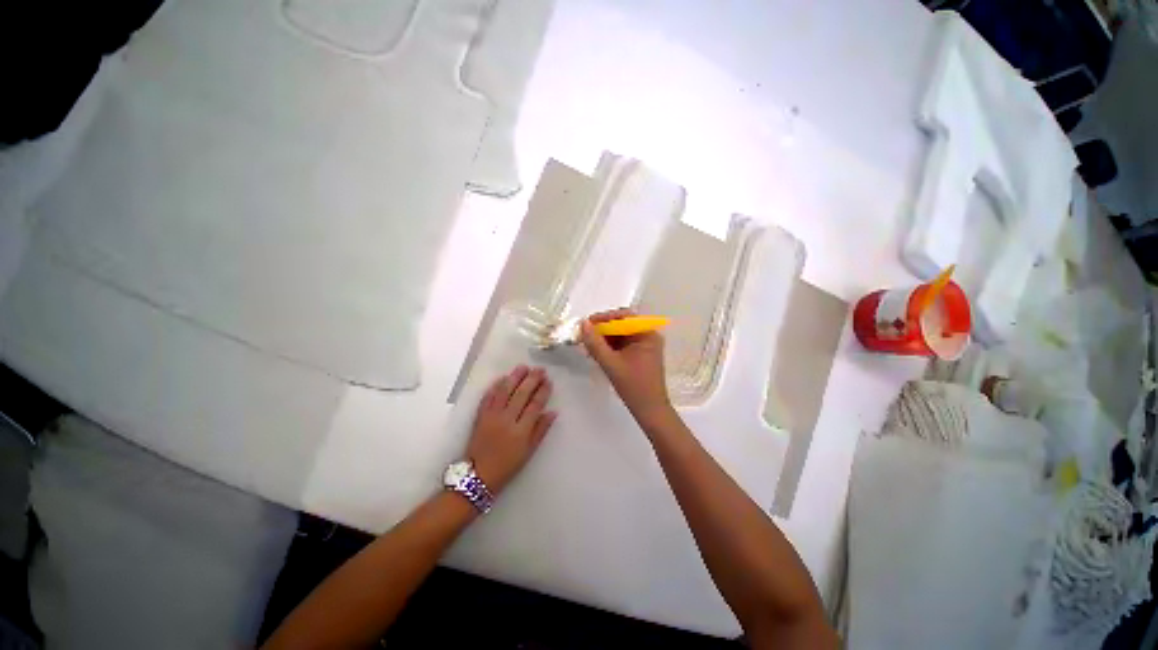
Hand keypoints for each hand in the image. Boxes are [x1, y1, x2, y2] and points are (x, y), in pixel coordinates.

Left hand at [467, 365, 556, 494]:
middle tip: (539, 369)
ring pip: (504, 391)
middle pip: (521, 394)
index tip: (548, 381)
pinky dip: (495, 386)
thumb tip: (553, 412)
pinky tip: (502, 378)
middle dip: (531, 380)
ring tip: (523, 367)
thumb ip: (541, 431)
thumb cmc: (507, 466)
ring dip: (514, 377)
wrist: (477, 475)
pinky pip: (488, 397)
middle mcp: (507, 420)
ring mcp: (492, 416)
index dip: (543, 391)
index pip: (535, 405)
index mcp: (521, 431)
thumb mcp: (528, 452)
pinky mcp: (480, 416)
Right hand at [581, 308, 673, 425]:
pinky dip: (609, 348)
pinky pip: (622, 345)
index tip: (586, 324)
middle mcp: (648, 336)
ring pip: (620, 335)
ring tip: (588, 346)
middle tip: (584, 336)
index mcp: (647, 334)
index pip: (624, 316)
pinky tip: (597, 353)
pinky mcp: (640, 355)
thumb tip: (583, 324)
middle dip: (602, 330)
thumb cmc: (634, 387)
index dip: (604, 318)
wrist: (650, 412)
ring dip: (604, 339)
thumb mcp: (611, 364)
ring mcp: (645, 346)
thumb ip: (595, 343)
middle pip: (621, 325)